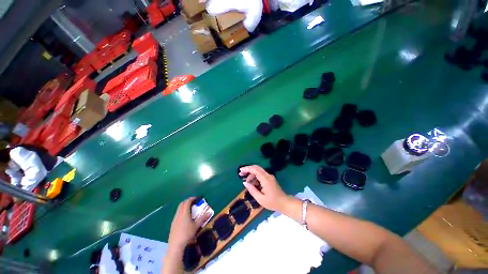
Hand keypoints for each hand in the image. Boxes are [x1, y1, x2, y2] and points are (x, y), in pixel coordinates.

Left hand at [167, 197, 209, 250]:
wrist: (176, 245)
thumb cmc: (187, 234)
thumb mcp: (196, 226)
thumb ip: (202, 218)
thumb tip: (209, 212)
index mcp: (184, 213)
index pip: (187, 202)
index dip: (191, 199)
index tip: (196, 199)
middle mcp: (179, 214)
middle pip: (181, 204)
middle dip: (187, 201)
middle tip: (193, 202)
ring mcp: (174, 219)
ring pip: (178, 209)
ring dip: (183, 206)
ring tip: (189, 209)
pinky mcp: (172, 224)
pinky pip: (177, 214)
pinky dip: (181, 212)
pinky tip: (184, 218)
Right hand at [239, 165, 289, 211]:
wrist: (284, 203)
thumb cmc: (272, 202)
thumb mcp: (260, 198)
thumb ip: (252, 190)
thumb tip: (244, 183)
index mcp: (265, 179)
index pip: (255, 170)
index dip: (247, 169)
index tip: (240, 171)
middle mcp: (268, 175)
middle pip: (256, 168)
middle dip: (248, 170)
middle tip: (241, 174)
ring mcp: (269, 176)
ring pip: (258, 171)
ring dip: (251, 175)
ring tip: (247, 183)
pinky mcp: (270, 178)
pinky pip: (261, 175)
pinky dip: (255, 177)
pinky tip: (253, 184)